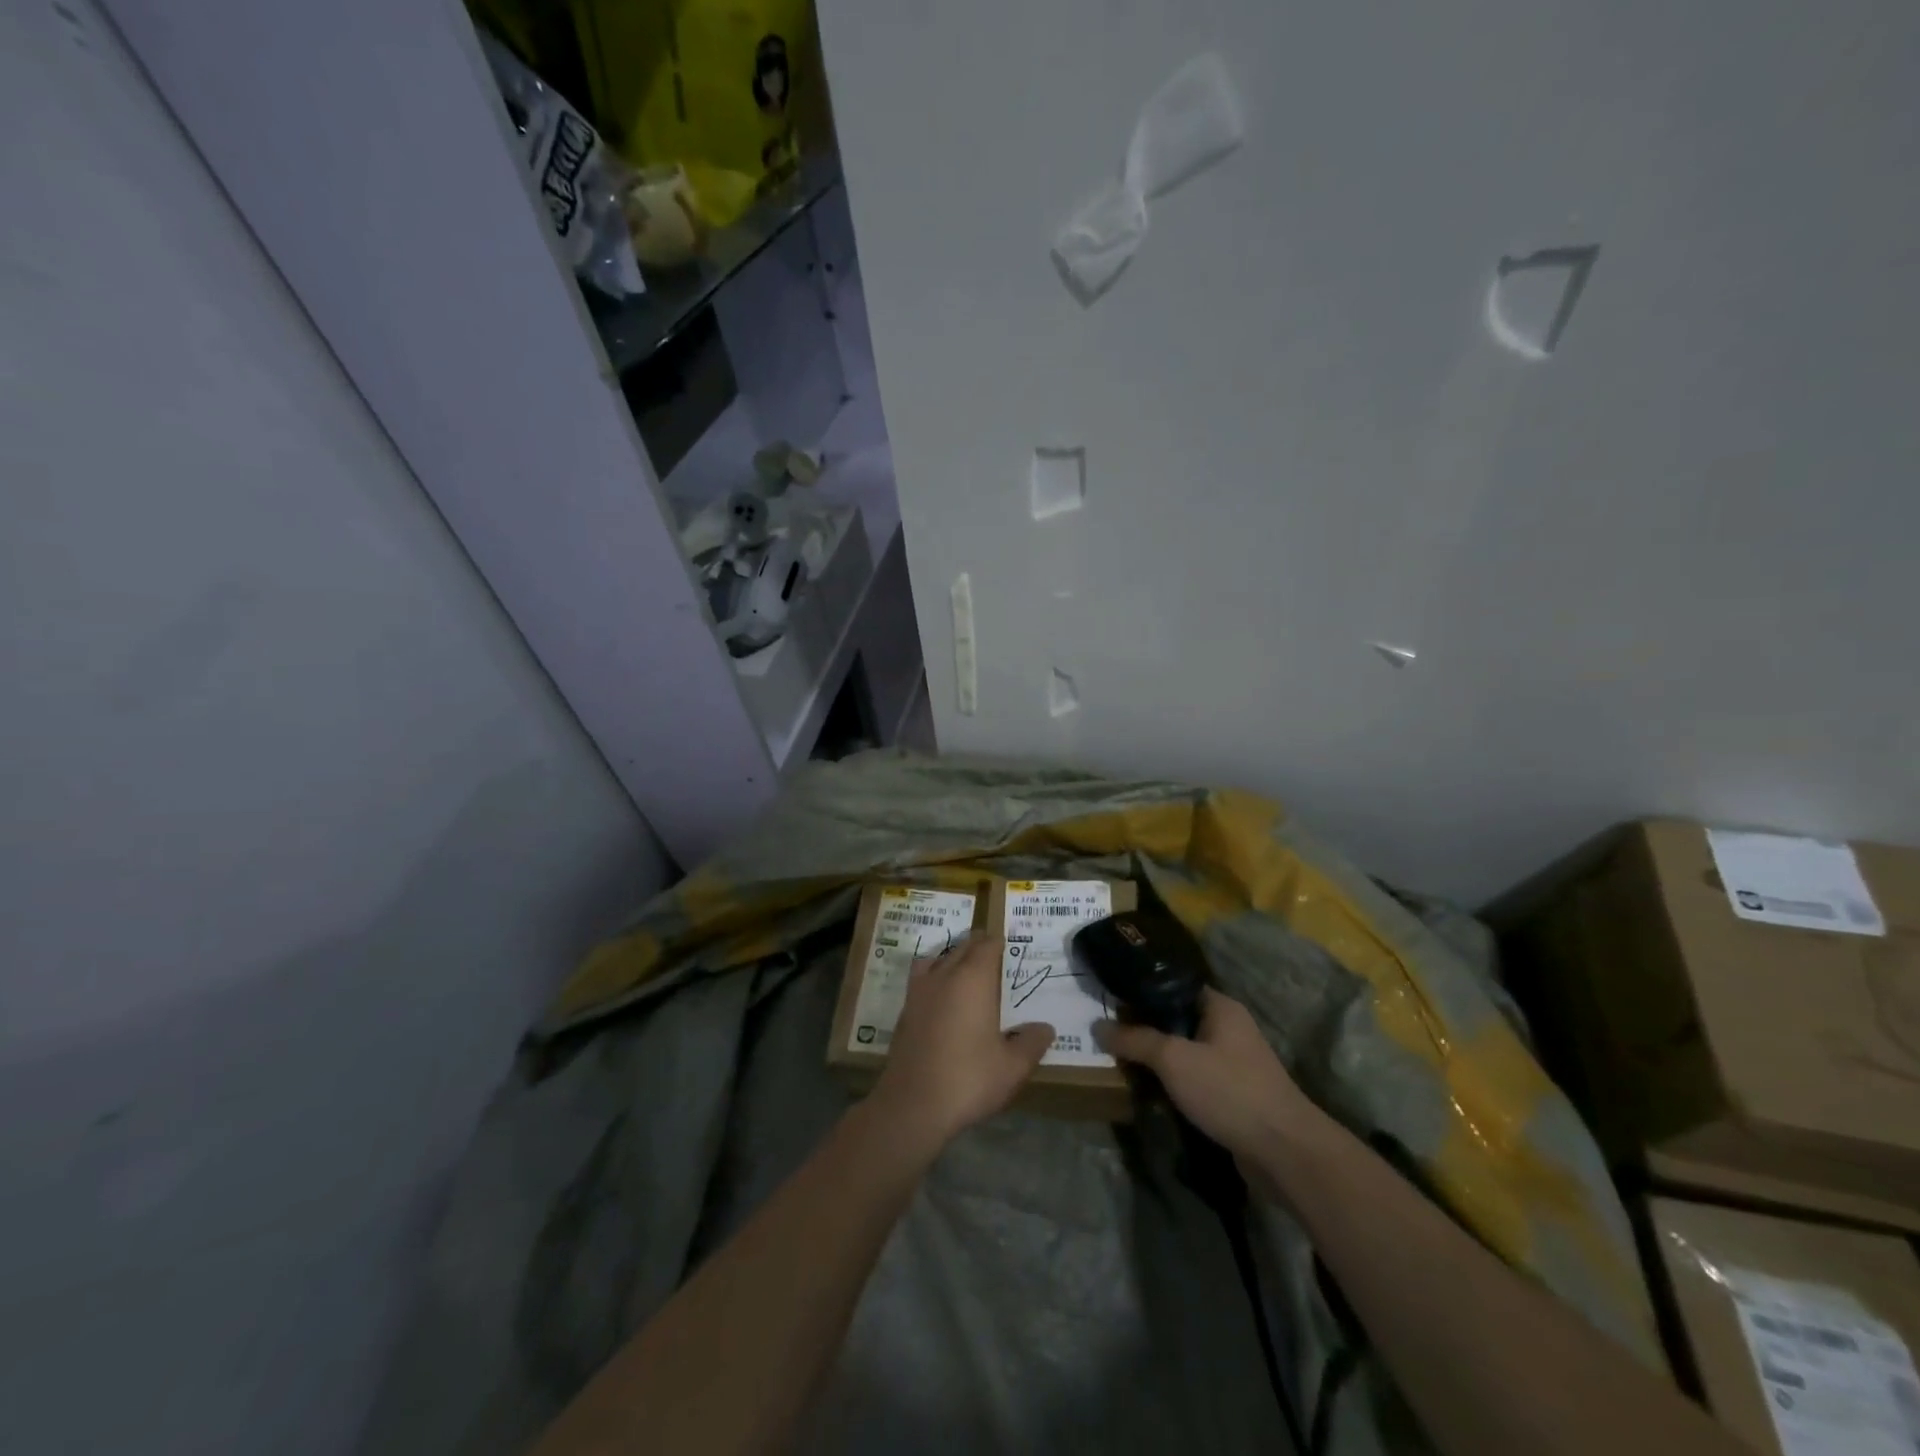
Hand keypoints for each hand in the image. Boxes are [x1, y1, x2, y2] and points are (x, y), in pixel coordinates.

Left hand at [870, 935, 1054, 1151]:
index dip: (1000, 943)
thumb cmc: (968, 1079)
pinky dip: (934, 976)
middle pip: (963, 947)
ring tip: (967, 971)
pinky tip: (942, 997)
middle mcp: (944, 975)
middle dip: (979, 947)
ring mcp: (920, 991)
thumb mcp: (1012, 1067)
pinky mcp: (905, 1010)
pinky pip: (922, 978)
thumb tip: (1045, 1028)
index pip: (987, 945)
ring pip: (938, 958)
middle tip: (996, 958)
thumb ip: (1032, 1043)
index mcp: (973, 979)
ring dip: (953, 957)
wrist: (912, 1105)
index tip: (1011, 948)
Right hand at [1095, 990, 1326, 1170]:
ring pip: (1185, 1052)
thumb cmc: (1228, 1090)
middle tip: (1109, 1034)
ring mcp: (1235, 1063)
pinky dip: (1175, 1084)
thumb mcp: (1173, 1059)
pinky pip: (1196, 1079)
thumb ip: (1135, 1040)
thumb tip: (1097, 1026)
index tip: (1110, 1000)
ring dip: (1159, 1060)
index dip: (1142, 990)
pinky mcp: (1235, 1095)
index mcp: (1220, 1007)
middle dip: (1145, 1029)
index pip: (1174, 986)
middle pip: (1177, 1020)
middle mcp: (1230, 1028)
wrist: (1284, 1152)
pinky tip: (1150, 1092)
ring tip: (1122, 1063)